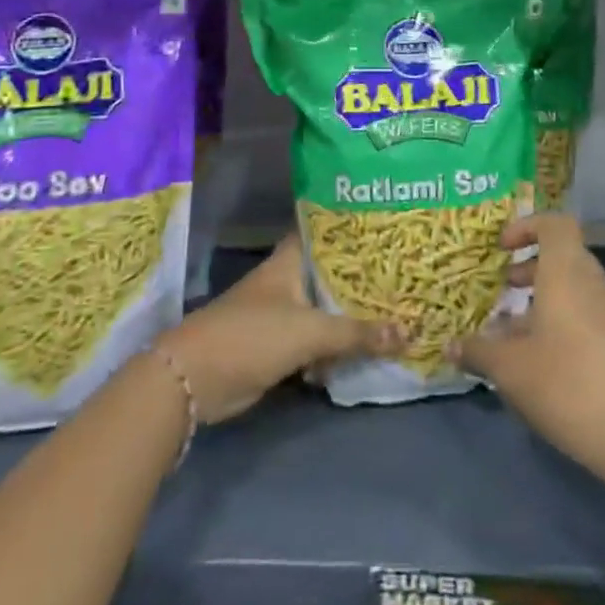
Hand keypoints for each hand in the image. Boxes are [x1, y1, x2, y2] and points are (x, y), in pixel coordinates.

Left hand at [155, 234, 403, 423]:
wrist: (196, 380)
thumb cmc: (252, 336)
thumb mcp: (310, 331)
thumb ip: (358, 332)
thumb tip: (409, 330)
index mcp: (290, 261)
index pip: (325, 231)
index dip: (353, 226)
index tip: (386, 224)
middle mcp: (287, 280)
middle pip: (331, 272)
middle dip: (363, 275)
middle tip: (406, 271)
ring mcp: (282, 313)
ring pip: (326, 307)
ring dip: (354, 313)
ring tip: (399, 306)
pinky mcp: (279, 345)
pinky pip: (318, 339)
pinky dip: (338, 344)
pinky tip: (368, 346)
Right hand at [447, 214, 604, 478]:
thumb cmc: (565, 382)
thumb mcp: (508, 368)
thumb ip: (478, 351)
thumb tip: (451, 345)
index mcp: (566, 273)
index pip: (555, 224)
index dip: (527, 226)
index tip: (501, 248)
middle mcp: (591, 284)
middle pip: (564, 255)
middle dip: (530, 266)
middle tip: (503, 286)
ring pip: (573, 288)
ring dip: (542, 298)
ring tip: (512, 328)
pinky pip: (583, 314)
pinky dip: (558, 321)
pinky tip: (536, 359)